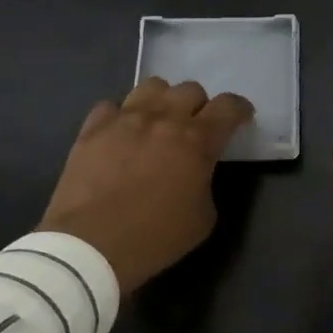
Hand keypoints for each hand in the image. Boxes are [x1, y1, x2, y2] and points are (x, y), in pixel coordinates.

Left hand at [39, 78, 254, 293]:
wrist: (91, 246)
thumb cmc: (156, 237)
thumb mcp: (204, 218)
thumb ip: (206, 182)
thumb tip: (196, 172)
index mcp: (197, 141)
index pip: (228, 107)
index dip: (240, 109)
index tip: (241, 118)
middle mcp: (163, 119)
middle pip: (190, 89)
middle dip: (199, 106)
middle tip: (195, 128)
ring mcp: (125, 119)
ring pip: (152, 86)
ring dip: (163, 101)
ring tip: (158, 122)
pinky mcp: (92, 128)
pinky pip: (112, 106)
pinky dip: (122, 116)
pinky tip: (121, 135)